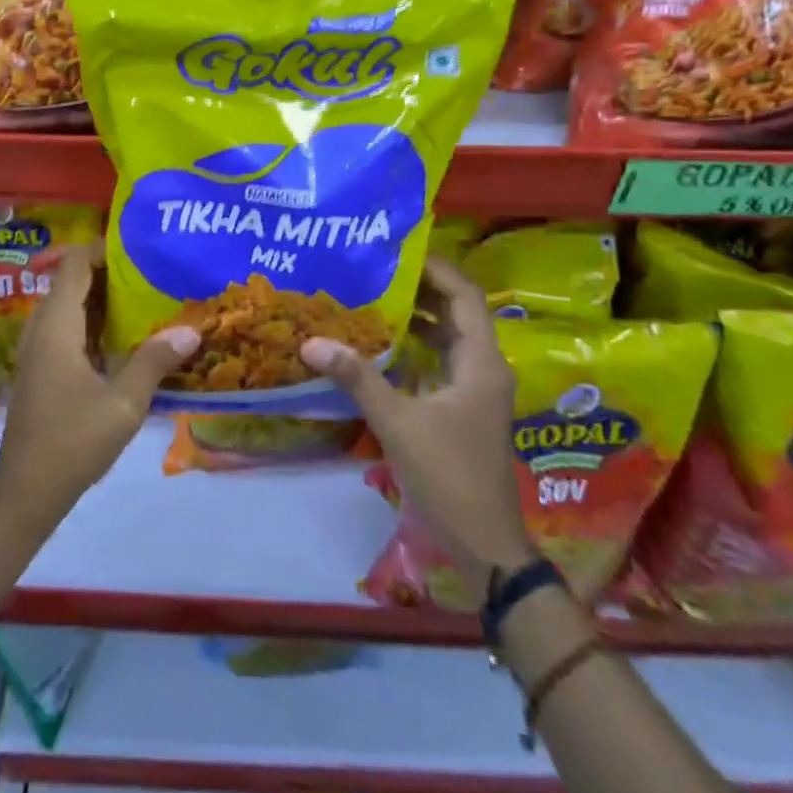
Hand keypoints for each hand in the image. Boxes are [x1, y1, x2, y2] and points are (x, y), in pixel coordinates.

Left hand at [0, 243, 198, 527]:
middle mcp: (42, 328)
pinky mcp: (41, 368)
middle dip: (110, 273)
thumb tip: (191, 330)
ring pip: (69, 306)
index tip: (141, 249)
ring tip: (146, 298)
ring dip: (102, 299)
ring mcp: (38, 349)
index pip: (75, 265)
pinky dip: (93, 323)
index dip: (104, 249)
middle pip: (72, 281)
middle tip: (153, 272)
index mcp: (57, 326)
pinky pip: (67, 329)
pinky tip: (125, 338)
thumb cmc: (73, 441)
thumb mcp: (123, 403)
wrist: (27, 490)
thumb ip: (154, 361)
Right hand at [301, 255, 532, 597]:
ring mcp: (473, 388)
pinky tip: (377, 341)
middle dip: (418, 287)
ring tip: (370, 293)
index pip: (463, 295)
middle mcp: (483, 366)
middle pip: (455, 310)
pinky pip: (437, 360)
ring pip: (446, 336)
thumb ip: (356, 377)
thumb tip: (310, 341)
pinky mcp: (460, 407)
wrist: (483, 544)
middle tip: (372, 267)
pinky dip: (412, 345)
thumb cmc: (448, 474)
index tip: (395, 249)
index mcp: (481, 361)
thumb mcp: (397, 421)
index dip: (434, 267)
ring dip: (414, 315)